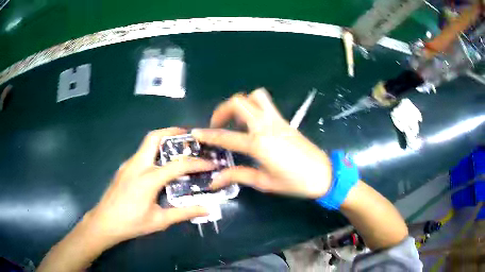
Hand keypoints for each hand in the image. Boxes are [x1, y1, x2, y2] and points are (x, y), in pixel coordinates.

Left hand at [84, 128, 214, 246]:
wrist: (104, 222)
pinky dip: (154, 153)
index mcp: (148, 179)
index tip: (210, 163)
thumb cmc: (132, 223)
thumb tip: (207, 209)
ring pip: (146, 144)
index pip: (178, 165)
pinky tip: (160, 167)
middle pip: (154, 138)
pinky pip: (141, 154)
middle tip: (189, 137)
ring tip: (178, 149)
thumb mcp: (159, 220)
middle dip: (173, 132)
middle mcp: (137, 165)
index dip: (197, 163)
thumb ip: (184, 213)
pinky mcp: (124, 168)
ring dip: (163, 141)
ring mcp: (128, 164)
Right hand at [192, 89, 331, 198]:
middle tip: (218, 125)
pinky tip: (252, 124)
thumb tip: (215, 180)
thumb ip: (238, 176)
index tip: (195, 132)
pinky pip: (266, 104)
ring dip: (241, 104)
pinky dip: (253, 107)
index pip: (226, 136)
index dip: (208, 134)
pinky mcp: (285, 120)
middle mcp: (266, 126)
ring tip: (236, 121)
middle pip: (239, 102)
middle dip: (222, 110)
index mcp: (259, 144)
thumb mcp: (264, 183)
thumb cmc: (295, 182)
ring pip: (255, 96)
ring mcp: (277, 120)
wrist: (324, 174)